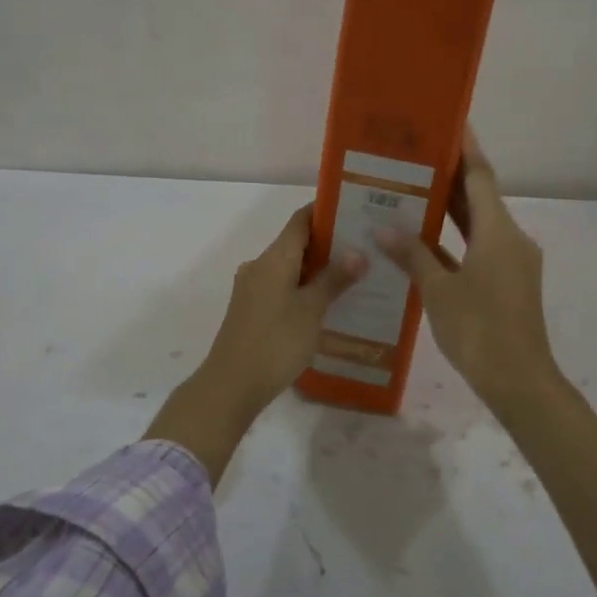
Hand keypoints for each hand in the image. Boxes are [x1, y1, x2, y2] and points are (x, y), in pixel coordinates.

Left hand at [145, 205, 366, 482]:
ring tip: (355, 276)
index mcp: (274, 257)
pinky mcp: (252, 311)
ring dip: (319, 270)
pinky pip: (283, 288)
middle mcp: (260, 266)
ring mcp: (253, 289)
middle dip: (330, 244)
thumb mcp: (311, 310)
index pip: (301, 220)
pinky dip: (305, 289)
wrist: (231, 385)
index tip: (356, 210)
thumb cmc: (275, 341)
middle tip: (366, 247)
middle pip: (297, 244)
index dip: (326, 212)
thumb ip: (334, 279)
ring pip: (291, 269)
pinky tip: (329, 304)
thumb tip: (359, 252)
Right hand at [376, 129, 559, 415]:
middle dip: (451, 177)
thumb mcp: (439, 290)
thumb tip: (385, 229)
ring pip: (480, 224)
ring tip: (415, 191)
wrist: (519, 380)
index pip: (480, 177)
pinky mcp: (510, 282)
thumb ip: (412, 254)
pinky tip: (426, 240)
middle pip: (480, 198)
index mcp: (498, 231)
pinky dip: (456, 240)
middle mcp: (511, 238)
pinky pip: (480, 247)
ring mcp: (513, 261)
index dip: (465, 149)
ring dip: (451, 209)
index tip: (450, 123)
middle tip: (416, 156)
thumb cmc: (478, 329)